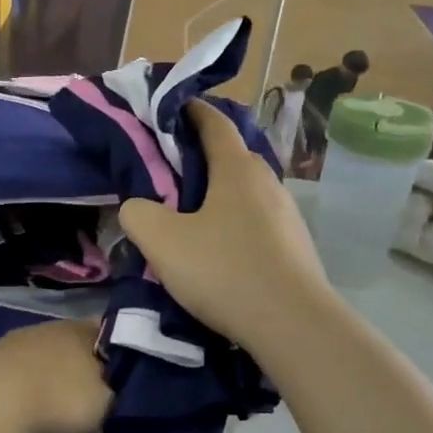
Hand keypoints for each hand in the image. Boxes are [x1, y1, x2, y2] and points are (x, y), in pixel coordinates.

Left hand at [0, 320, 110, 432]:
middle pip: (75, 341)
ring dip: (51, 370)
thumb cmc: (59, 397)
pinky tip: (27, 400)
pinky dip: (26, 381)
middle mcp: (52, 326)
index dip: (120, 351)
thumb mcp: (104, 401)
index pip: (110, 331)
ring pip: (45, 352)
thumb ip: (116, 390)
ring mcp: (18, 339)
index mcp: (84, 329)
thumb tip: (117, 386)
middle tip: (92, 389)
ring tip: (57, 398)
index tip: (126, 372)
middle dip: (83, 362)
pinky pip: (20, 367)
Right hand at [119, 100, 330, 359]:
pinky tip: (219, 251)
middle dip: (200, 158)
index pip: (213, 123)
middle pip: (231, 157)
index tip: (170, 108)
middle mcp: (267, 182)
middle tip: (168, 173)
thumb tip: (138, 207)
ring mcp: (287, 214)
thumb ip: (138, 213)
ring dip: (219, 195)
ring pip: (245, 192)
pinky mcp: (295, 246)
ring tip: (190, 216)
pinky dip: (235, 223)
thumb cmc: (223, 270)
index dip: (190, 111)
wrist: (292, 324)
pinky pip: (257, 222)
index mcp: (236, 168)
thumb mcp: (161, 240)